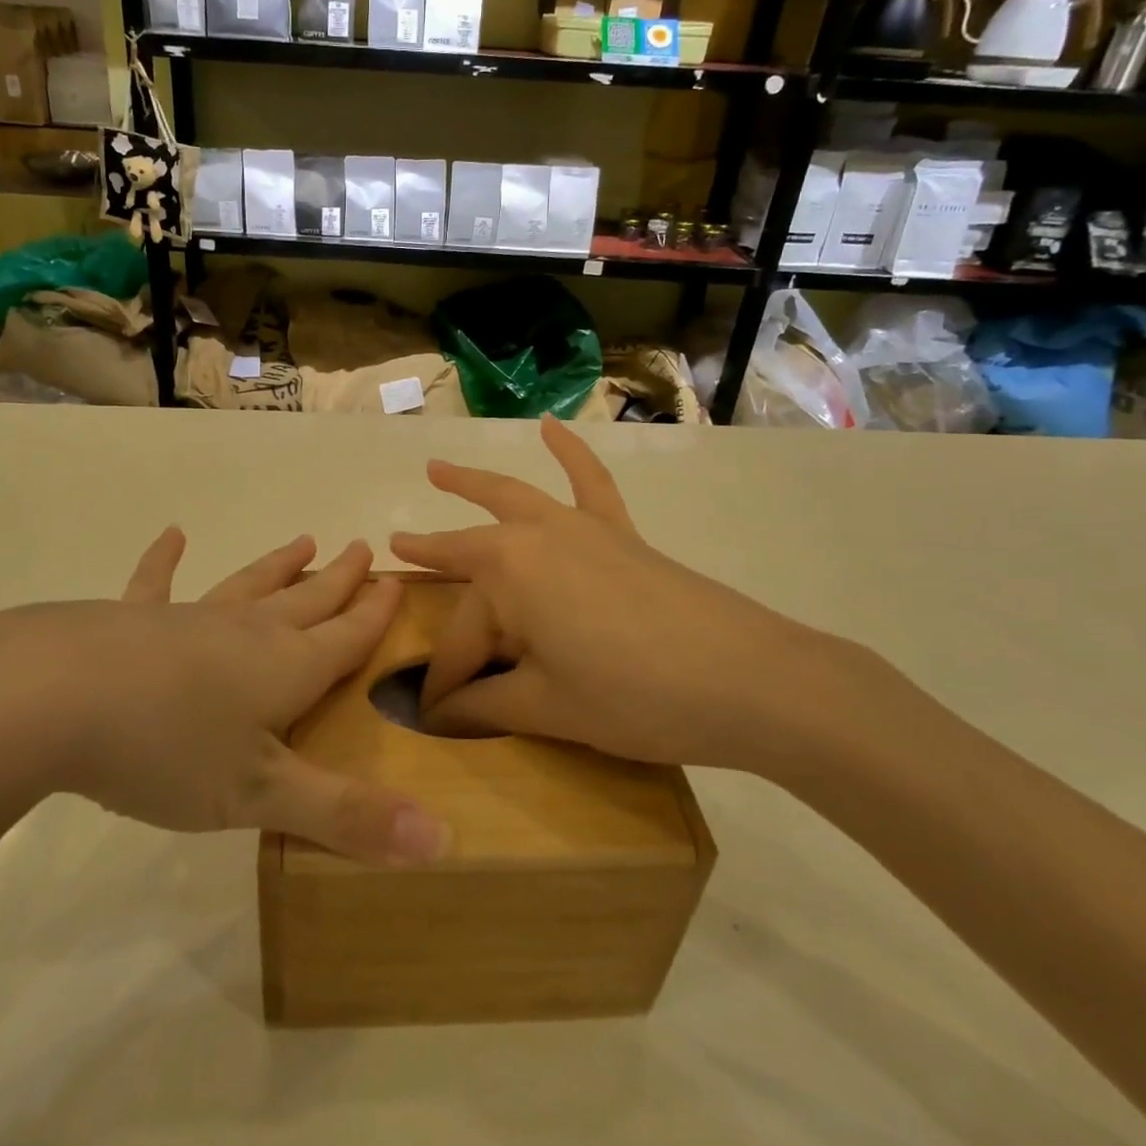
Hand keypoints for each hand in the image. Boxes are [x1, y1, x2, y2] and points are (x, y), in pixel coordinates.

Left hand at [0, 535, 450, 864]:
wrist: (51, 699)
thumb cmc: (166, 749)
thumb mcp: (261, 796)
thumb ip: (349, 817)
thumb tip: (445, 843)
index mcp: (283, 669)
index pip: (344, 637)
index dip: (373, 615)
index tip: (394, 582)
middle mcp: (244, 633)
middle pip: (304, 601)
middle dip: (337, 580)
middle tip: (361, 547)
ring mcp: (186, 620)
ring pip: (247, 586)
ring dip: (277, 565)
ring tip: (303, 539)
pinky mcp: (130, 620)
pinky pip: (156, 585)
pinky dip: (164, 562)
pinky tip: (172, 536)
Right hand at [389, 417, 872, 774]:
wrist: (748, 679)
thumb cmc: (634, 697)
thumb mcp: (548, 708)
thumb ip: (486, 707)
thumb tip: (438, 717)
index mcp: (506, 576)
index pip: (459, 639)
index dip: (447, 685)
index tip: (437, 718)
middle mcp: (533, 537)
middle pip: (471, 560)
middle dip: (432, 562)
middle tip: (397, 553)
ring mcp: (579, 528)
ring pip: (512, 499)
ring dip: (471, 484)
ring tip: (437, 469)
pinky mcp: (619, 533)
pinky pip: (590, 482)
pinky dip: (571, 452)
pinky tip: (552, 428)